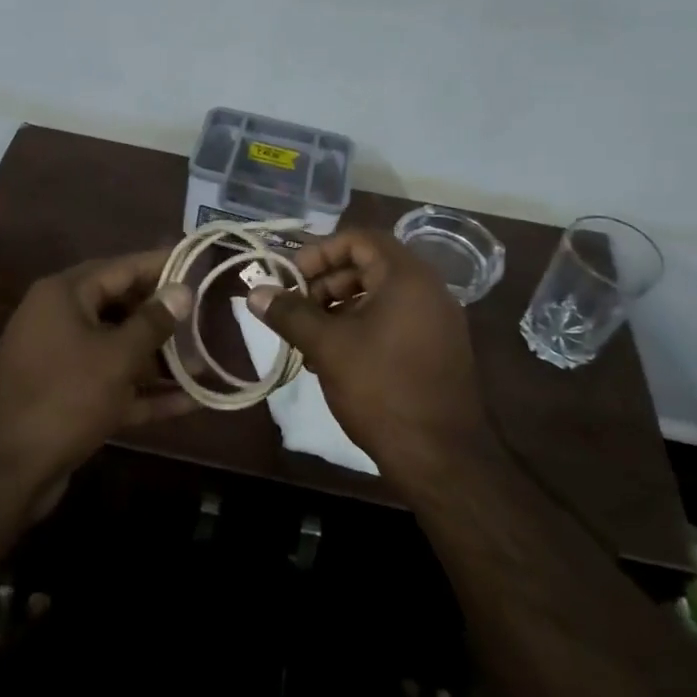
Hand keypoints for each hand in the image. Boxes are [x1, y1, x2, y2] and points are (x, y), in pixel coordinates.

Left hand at [0, 249, 195, 490]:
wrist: (6, 471)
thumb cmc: (65, 397)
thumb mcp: (117, 357)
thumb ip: (153, 321)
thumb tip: (182, 290)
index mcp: (65, 295)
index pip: (122, 268)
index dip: (161, 265)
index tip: (199, 262)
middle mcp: (60, 319)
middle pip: (121, 306)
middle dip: (164, 317)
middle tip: (208, 316)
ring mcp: (63, 360)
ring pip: (119, 348)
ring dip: (159, 358)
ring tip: (206, 363)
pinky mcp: (68, 397)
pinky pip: (113, 383)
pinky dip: (145, 391)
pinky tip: (190, 401)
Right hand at [246, 228, 489, 484]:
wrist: (441, 457)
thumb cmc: (381, 389)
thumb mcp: (327, 346)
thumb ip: (289, 313)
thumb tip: (254, 292)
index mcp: (407, 277)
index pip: (360, 239)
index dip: (320, 251)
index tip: (292, 277)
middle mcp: (428, 290)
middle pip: (368, 265)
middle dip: (326, 283)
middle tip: (296, 308)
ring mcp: (437, 321)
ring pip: (379, 296)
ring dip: (339, 308)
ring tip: (307, 338)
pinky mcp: (437, 349)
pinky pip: (393, 320)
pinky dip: (361, 327)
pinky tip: (333, 358)